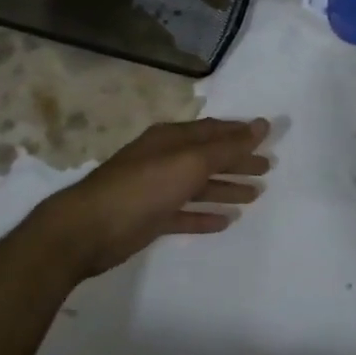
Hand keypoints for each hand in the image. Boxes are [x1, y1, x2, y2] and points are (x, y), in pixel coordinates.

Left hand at [29, 117, 271, 282]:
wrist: (88, 229)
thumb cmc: (142, 187)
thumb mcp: (189, 162)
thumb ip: (227, 147)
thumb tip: (262, 125)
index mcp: (171, 138)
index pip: (213, 130)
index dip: (240, 133)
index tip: (268, 137)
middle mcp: (164, 158)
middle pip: (208, 157)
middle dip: (237, 161)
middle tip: (267, 169)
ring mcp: (156, 189)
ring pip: (198, 185)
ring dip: (226, 188)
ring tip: (255, 195)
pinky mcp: (150, 218)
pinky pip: (184, 214)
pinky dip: (204, 216)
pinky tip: (225, 222)